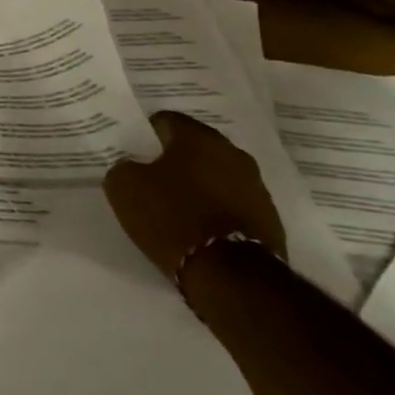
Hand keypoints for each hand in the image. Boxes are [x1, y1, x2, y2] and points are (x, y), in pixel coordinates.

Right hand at [103, 111, 285, 283]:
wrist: (230, 274)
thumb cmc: (171, 216)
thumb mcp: (124, 186)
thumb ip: (125, 167)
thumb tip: (133, 167)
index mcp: (198, 137)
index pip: (166, 120)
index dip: (146, 134)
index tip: (133, 151)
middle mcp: (233, 153)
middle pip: (196, 148)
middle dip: (175, 159)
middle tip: (151, 176)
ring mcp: (256, 187)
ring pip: (217, 175)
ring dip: (199, 184)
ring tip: (175, 205)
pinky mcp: (269, 219)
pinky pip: (232, 203)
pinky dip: (215, 209)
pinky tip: (197, 226)